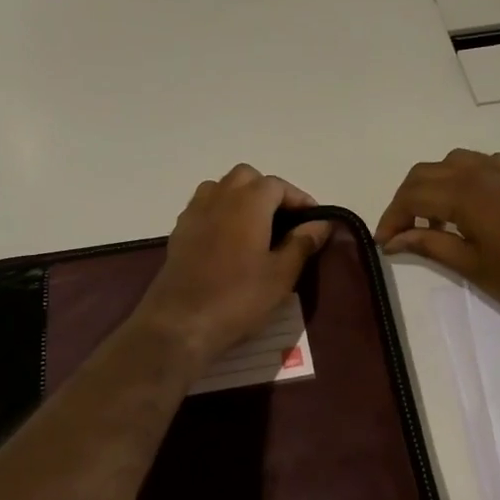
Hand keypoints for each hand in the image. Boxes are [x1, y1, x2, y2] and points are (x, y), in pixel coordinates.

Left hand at [130, 165, 332, 371]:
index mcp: (248, 203)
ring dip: (240, 198)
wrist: (180, 323)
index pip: (278, 185)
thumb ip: (302, 243)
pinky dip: (220, 213)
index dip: (299, 199)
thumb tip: (321, 223)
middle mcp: (219, 198)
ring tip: (256, 227)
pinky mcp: (179, 233)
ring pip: (220, 188)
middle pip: (246, 177)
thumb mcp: (281, 275)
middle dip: (268, 192)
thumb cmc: (238, 298)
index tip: (314, 221)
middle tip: (285, 222)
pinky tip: (228, 242)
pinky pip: (203, 208)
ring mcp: (194, 213)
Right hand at [374, 150, 499, 333]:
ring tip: (432, 221)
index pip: (413, 195)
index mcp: (468, 193)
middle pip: (428, 172)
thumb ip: (429, 245)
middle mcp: (484, 172)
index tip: (384, 242)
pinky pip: (482, 165)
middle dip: (407, 199)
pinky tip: (466, 208)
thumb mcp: (471, 266)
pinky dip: (462, 179)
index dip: (392, 217)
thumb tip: (393, 240)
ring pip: (454, 163)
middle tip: (400, 232)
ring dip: (433, 186)